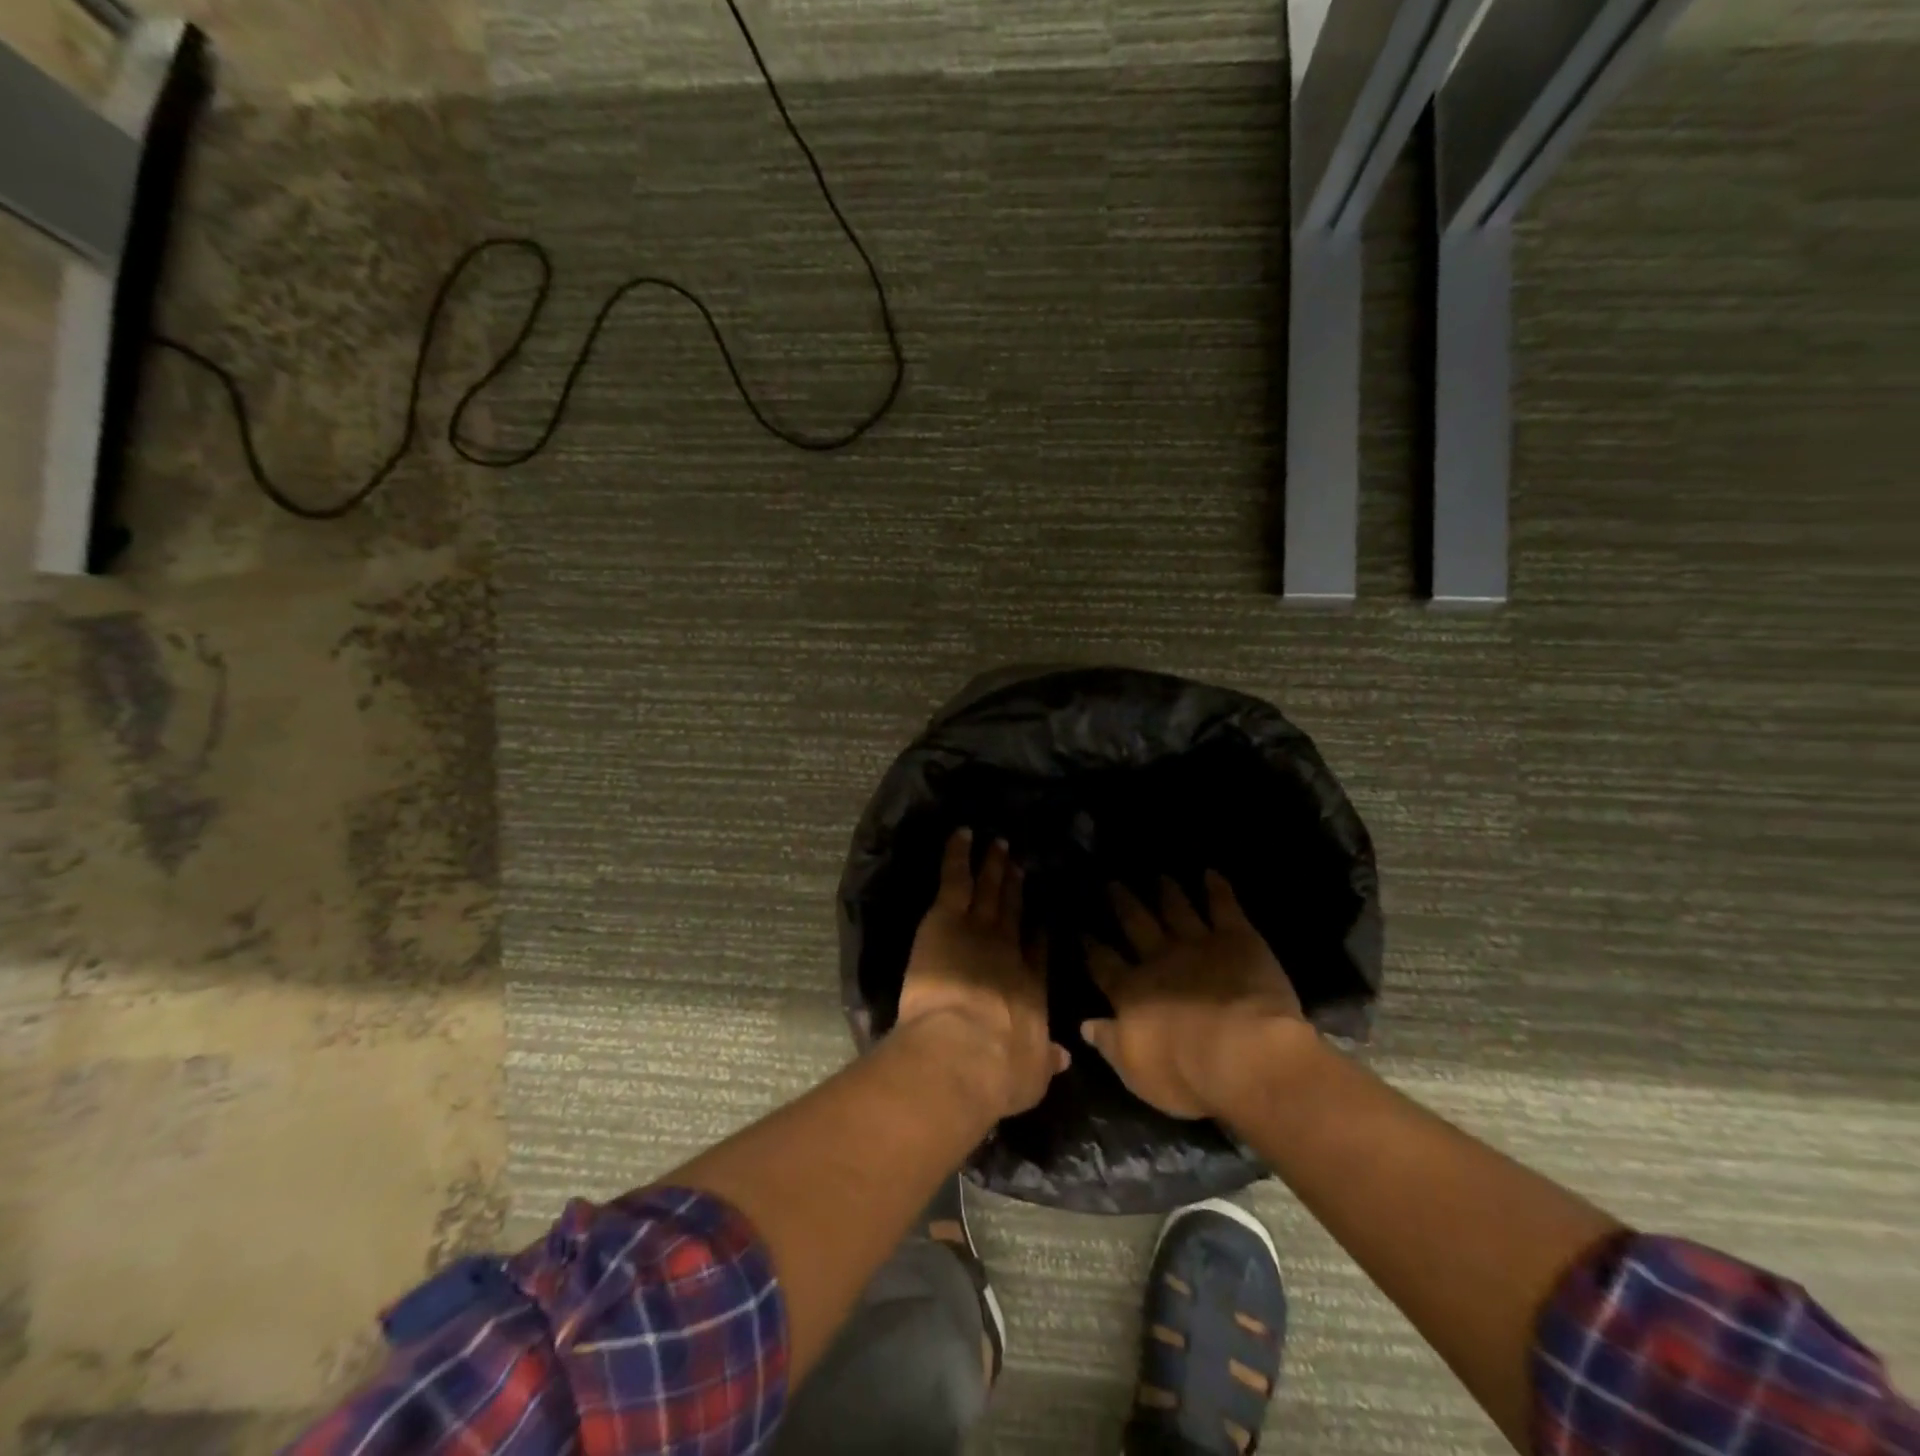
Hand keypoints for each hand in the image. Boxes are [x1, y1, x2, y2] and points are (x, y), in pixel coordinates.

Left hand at [896, 830, 1070, 1118]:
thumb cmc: (997, 1071)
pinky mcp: (947, 919)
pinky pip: (955, 879)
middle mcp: (1008, 952)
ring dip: (993, 867)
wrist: (965, 1050)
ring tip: (999, 845)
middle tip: (1019, 866)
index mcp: (1029, 989)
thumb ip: (1046, 1062)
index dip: (1037, 935)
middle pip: (1012, 914)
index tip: (1039, 920)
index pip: (1035, 954)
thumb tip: (1063, 1056)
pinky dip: (958, 855)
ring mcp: (978, 930)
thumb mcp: (1031, 1077)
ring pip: (988, 891)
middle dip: (1016, 890)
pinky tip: (962, 834)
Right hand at [1080, 871, 1306, 1118]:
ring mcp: (1198, 944)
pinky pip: (1224, 907)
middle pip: (1136, 925)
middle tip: (1113, 883)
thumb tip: (1084, 1024)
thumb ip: (1109, 1043)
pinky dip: (1217, 889)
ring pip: (1177, 910)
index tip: (1082, 930)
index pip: (1103, 964)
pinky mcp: (1237, 939)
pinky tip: (1212, 874)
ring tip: (1159, 877)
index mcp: (1131, 992)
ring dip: (1168, 893)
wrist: (1245, 1056)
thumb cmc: (1187, 1073)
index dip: (1091, 947)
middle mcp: (1159, 960)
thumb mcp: (1136, 1071)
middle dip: (1123, 905)